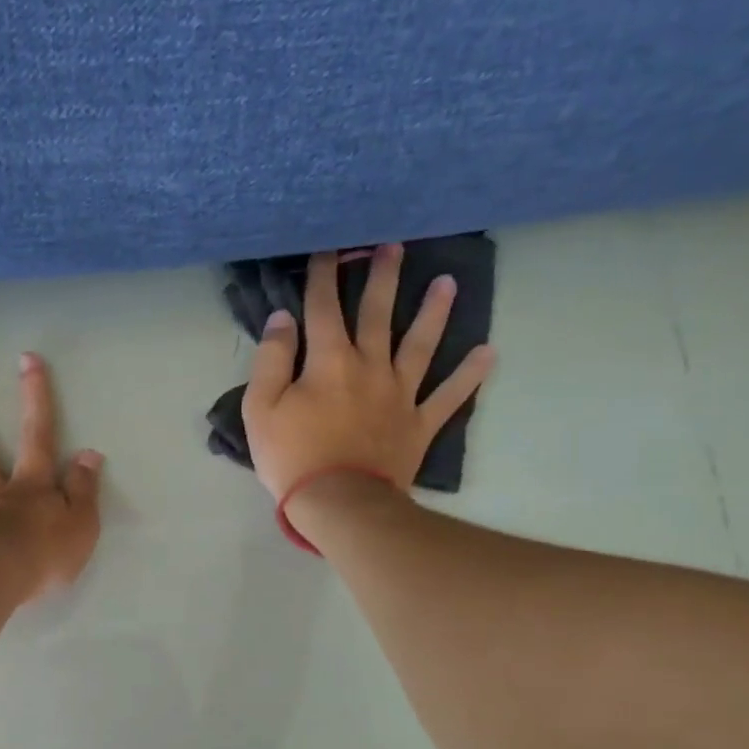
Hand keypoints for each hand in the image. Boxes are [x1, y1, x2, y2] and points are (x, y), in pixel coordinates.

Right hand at [242, 246, 494, 500]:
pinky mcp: (419, 423)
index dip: (322, 275)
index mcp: (328, 361)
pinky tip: (488, 353)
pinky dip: (469, 375)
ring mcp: (400, 394)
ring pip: (420, 344)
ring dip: (434, 312)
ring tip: (448, 282)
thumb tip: (283, 319)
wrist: (339, 502)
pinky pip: (449, 396)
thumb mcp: (261, 409)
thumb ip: (271, 359)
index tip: (327, 247)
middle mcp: (370, 366)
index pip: (322, 308)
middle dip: (382, 277)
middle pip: (377, 313)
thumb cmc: (292, 457)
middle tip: (393, 246)